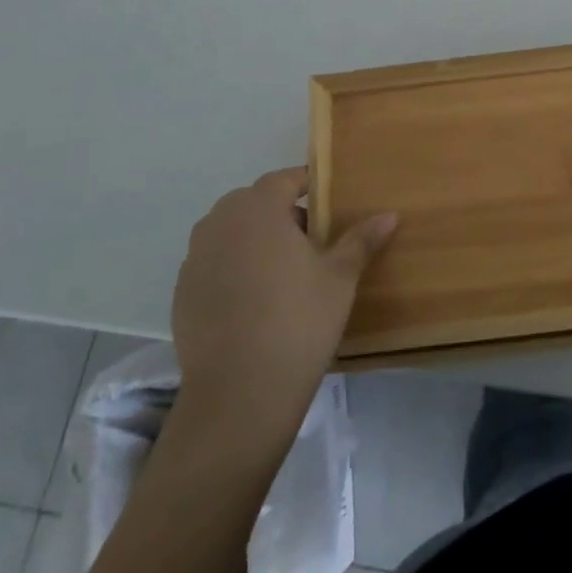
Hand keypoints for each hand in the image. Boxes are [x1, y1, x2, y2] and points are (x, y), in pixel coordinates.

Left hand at [170, 167, 396, 438]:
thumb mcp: (340, 276)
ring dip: (256, 240)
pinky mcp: (182, 293)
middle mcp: (220, 222)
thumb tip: (390, 214)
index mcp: (258, 208)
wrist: (239, 393)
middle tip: (313, 241)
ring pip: (232, 233)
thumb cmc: (299, 320)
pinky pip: (214, 264)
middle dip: (282, 213)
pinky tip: (256, 302)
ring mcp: (195, 258)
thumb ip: (362, 239)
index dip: (309, 185)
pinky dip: (234, 269)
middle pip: (255, 203)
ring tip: (285, 272)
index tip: (330, 203)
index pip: (285, 179)